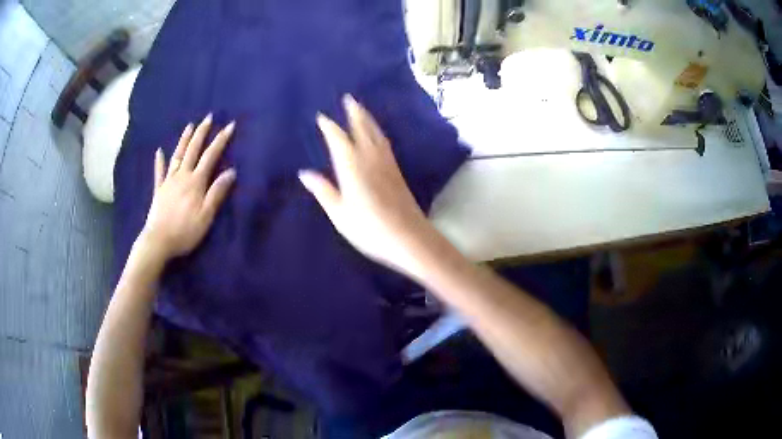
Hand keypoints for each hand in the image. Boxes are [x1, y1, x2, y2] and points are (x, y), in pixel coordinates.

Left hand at [139, 114, 236, 260]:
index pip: (211, 156)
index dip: (221, 140)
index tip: (230, 125)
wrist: (158, 241)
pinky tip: (159, 151)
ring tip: (190, 126)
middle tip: (208, 117)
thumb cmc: (185, 231)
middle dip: (202, 133)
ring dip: (184, 140)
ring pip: (177, 156)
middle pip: (193, 150)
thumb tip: (231, 171)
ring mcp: (168, 181)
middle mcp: (182, 176)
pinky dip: (159, 161)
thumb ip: (217, 193)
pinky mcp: (159, 190)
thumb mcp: (206, 216)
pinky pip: (159, 172)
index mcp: (195, 182)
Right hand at [299, 95, 434, 276]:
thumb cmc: (369, 228)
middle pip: (362, 129)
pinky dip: (378, 133)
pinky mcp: (397, 171)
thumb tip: (305, 173)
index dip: (330, 127)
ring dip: (368, 119)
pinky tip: (378, 136)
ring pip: (376, 134)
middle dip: (354, 113)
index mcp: (352, 166)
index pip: (339, 139)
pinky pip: (385, 144)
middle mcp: (370, 158)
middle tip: (349, 98)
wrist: (409, 238)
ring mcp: (387, 163)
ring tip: (362, 110)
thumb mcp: (339, 213)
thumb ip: (323, 191)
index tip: (322, 116)